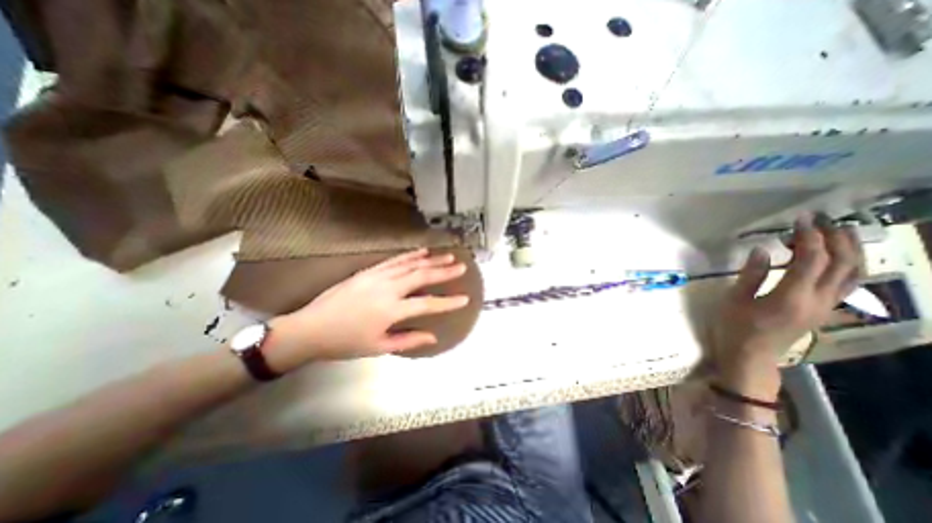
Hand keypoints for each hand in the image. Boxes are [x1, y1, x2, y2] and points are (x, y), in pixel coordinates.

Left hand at [271, 247, 473, 366]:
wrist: (310, 328)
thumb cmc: (345, 342)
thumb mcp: (378, 347)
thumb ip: (408, 340)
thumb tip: (433, 336)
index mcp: (391, 310)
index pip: (427, 304)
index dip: (448, 302)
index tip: (464, 298)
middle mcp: (388, 288)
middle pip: (422, 276)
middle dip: (444, 271)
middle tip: (461, 266)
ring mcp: (378, 276)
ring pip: (410, 264)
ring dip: (431, 259)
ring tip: (447, 256)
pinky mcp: (369, 271)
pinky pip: (394, 260)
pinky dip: (410, 255)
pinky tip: (421, 251)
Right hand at [716, 215, 861, 398]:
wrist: (750, 356)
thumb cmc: (735, 327)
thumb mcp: (734, 300)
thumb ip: (750, 275)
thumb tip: (762, 250)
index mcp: (791, 297)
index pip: (812, 260)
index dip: (809, 237)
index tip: (800, 220)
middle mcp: (818, 300)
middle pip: (842, 264)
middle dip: (836, 238)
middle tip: (820, 221)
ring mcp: (826, 306)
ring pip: (854, 274)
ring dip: (849, 250)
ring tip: (836, 232)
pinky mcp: (824, 310)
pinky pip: (848, 284)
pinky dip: (848, 266)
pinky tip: (836, 258)